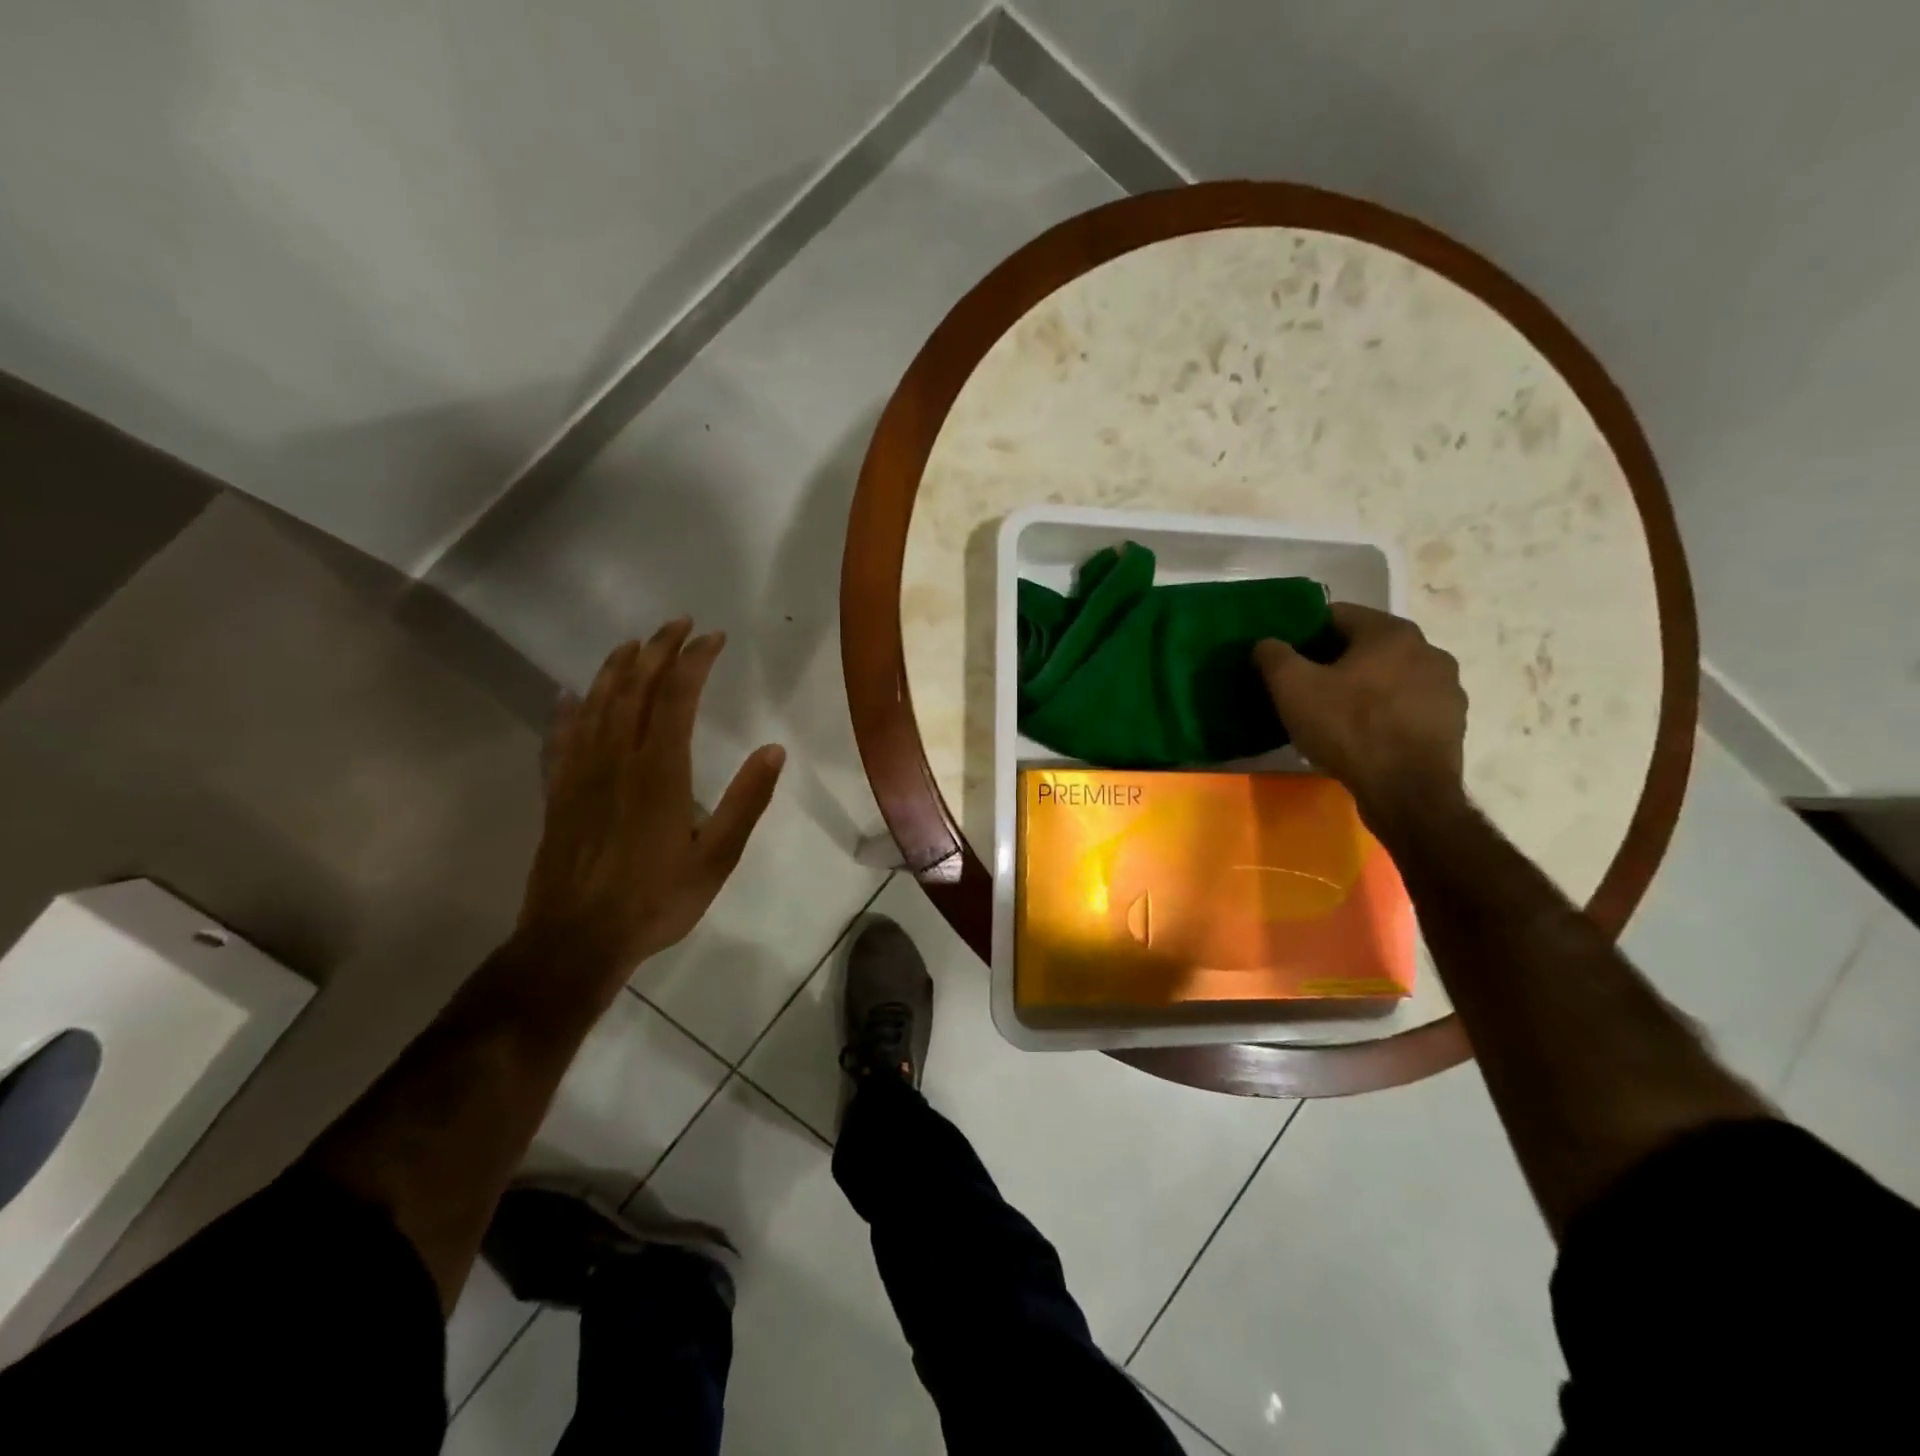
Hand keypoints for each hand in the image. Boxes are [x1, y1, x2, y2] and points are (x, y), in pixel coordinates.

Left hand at [519, 619, 784, 976]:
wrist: (576, 940)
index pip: (677, 697)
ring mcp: (580, 774)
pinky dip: (567, 710)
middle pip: (635, 689)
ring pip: (596, 704)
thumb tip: (774, 750)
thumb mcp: (717, 858)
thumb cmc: (655, 900)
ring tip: (633, 644)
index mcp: (660, 772)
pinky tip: (569, 695)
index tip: (712, 638)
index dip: (695, 661)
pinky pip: (560, 738)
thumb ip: (746, 801)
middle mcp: (617, 759)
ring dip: (616, 668)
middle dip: (658, 650)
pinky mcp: (557, 793)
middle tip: (677, 624)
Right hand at [1254, 603, 1466, 822]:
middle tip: (1305, 690)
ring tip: (1335, 716)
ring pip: (1390, 677)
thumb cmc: (1348, 729)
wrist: (1406, 793)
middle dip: (1334, 662)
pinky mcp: (1452, 722)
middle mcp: (1429, 650)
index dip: (1305, 634)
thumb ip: (1274, 655)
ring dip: (1363, 688)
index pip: (1337, 616)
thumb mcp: (1293, 689)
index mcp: (1391, 632)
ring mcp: (1447, 688)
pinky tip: (1365, 737)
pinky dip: (1385, 713)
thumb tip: (1266, 643)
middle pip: (1366, 646)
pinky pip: (1408, 706)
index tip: (1286, 659)